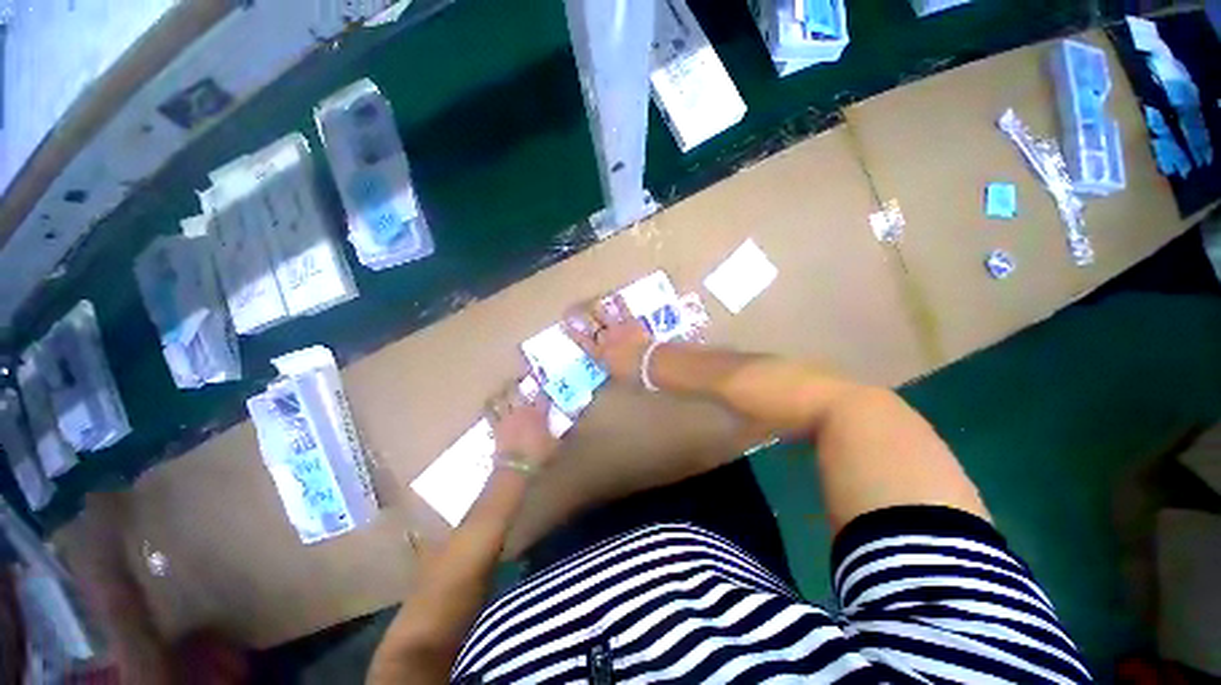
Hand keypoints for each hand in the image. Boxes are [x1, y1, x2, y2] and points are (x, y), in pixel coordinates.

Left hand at [486, 379, 559, 466]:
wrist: (516, 468)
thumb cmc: (540, 455)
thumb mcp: (557, 444)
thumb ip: (565, 433)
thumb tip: (575, 426)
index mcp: (538, 412)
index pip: (542, 395)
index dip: (543, 386)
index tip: (543, 380)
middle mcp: (521, 410)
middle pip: (515, 390)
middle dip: (515, 383)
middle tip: (517, 379)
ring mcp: (507, 417)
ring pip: (499, 399)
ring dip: (500, 393)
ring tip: (502, 390)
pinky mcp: (495, 427)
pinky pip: (489, 413)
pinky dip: (489, 408)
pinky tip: (489, 406)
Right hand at [563, 294, 652, 384]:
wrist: (650, 363)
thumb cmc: (634, 375)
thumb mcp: (616, 375)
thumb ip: (609, 365)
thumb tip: (608, 363)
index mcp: (600, 354)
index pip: (582, 341)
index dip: (572, 332)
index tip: (563, 324)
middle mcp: (605, 339)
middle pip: (589, 324)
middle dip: (578, 316)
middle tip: (570, 310)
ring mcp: (617, 328)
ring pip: (601, 313)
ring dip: (596, 307)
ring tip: (592, 303)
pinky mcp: (630, 321)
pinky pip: (623, 309)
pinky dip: (618, 301)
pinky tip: (615, 295)